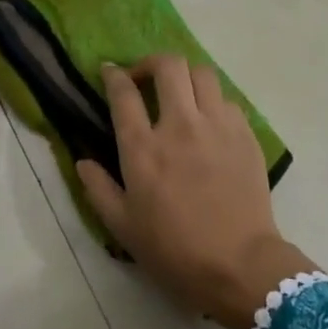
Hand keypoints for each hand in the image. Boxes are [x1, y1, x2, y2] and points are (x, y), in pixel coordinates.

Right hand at [76, 56, 314, 328]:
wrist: (239, 265)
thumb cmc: (174, 250)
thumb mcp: (123, 227)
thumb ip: (98, 189)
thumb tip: (82, 161)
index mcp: (143, 148)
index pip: (124, 93)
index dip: (114, 75)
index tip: (110, 72)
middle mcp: (180, 125)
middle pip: (168, 66)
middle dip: (151, 63)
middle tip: (145, 78)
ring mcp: (217, 126)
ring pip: (202, 73)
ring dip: (185, 77)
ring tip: (180, 94)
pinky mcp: (245, 135)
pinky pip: (227, 100)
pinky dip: (213, 101)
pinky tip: (209, 121)